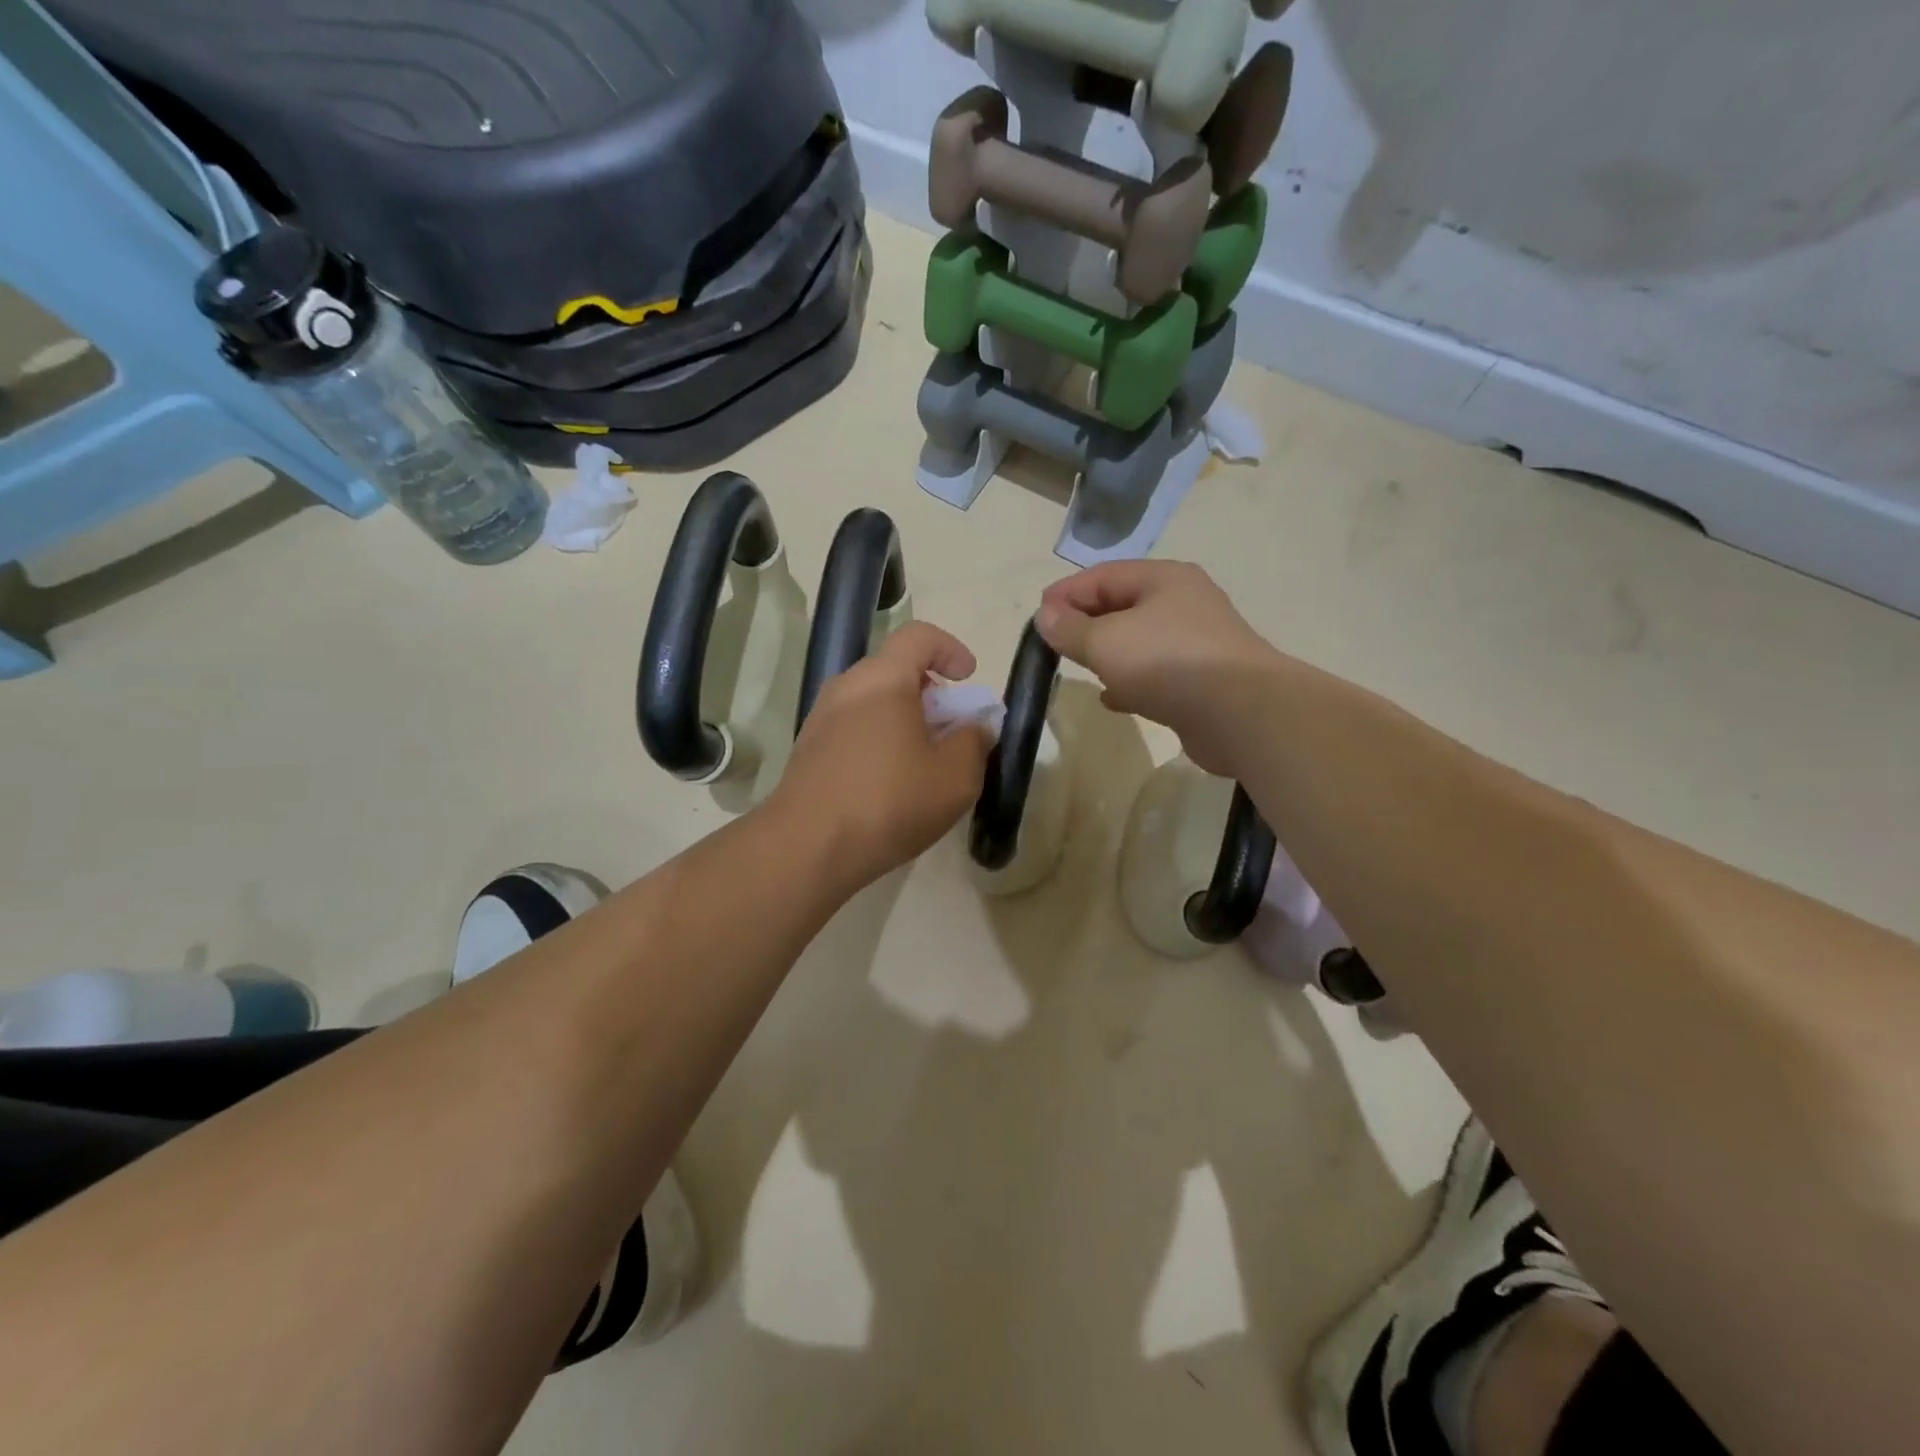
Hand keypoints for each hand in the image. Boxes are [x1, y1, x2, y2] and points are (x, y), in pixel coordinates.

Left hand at [771, 621, 992, 891]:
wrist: (807, 847)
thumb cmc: (889, 802)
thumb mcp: (955, 777)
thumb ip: (975, 741)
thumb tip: (976, 725)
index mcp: (883, 679)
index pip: (919, 636)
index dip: (950, 649)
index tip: (968, 679)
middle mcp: (846, 687)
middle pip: (895, 670)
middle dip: (931, 693)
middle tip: (951, 730)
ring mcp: (821, 719)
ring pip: (873, 702)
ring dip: (905, 720)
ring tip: (925, 762)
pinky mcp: (808, 750)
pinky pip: (854, 728)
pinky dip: (880, 740)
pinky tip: (892, 783)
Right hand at [1037, 560, 1276, 776]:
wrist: (1241, 713)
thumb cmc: (1167, 662)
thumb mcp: (1105, 641)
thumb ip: (1070, 629)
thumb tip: (1045, 616)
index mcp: (1164, 579)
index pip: (1102, 575)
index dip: (1066, 593)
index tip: (1037, 619)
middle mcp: (1184, 603)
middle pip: (1122, 606)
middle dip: (1085, 623)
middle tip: (1054, 644)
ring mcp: (1197, 643)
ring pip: (1138, 641)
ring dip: (1107, 653)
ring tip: (1080, 669)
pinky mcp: (1202, 680)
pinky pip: (1155, 673)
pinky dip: (1130, 681)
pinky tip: (1112, 699)